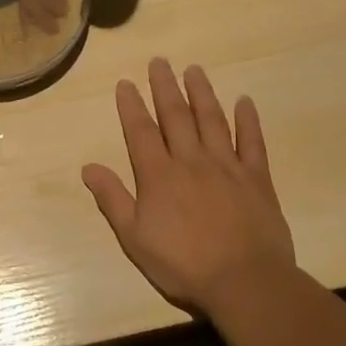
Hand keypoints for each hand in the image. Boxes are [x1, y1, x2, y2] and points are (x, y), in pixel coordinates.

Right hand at [82, 58, 294, 313]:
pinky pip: (252, 143)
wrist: (246, 284)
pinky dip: (248, 121)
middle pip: (175, 116)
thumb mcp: (134, 237)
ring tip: (194, 70)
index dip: (131, 105)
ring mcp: (227, 167)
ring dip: (201, 93)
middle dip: (165, 87)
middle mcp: (190, 161)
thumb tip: (88, 167)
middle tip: (159, 61)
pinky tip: (244, 101)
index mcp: (158, 175)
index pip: (140, 131)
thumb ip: (112, 199)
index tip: (126, 82)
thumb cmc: (183, 265)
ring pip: (212, 121)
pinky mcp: (257, 180)